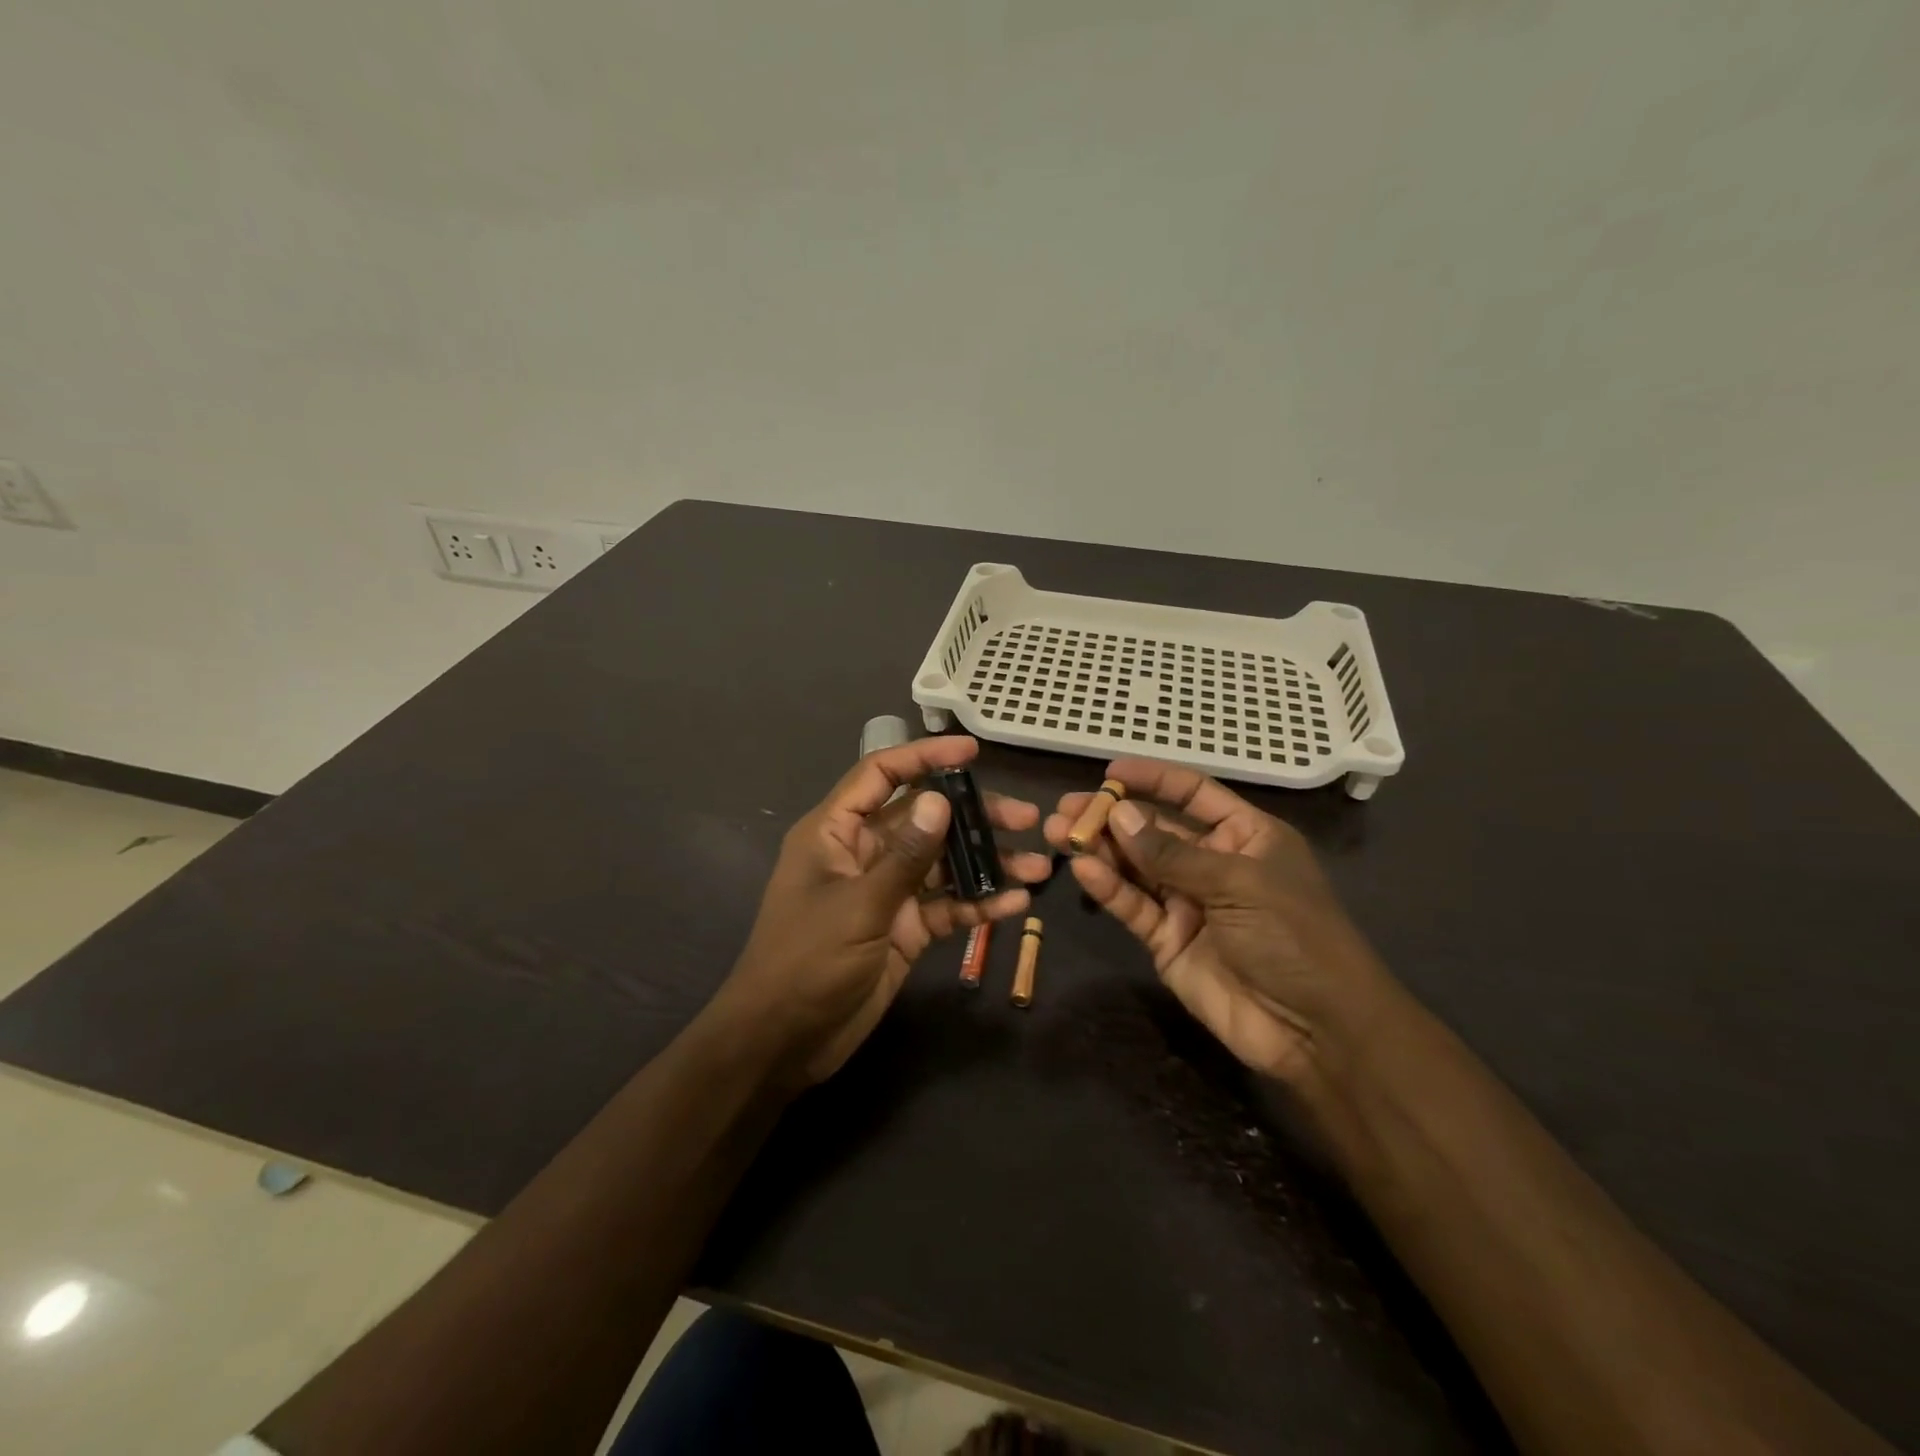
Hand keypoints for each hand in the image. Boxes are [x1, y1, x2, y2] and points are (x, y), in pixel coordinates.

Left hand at [723, 735, 1050, 1084]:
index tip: (972, 751)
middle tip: (1026, 818)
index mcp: (836, 832)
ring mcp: (886, 893)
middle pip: (924, 819)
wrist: (784, 1042)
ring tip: (1038, 866)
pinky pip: (945, 907)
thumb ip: (904, 856)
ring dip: (987, 863)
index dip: (924, 756)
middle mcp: (864, 854)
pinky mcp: (904, 929)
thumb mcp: (858, 906)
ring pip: (942, 864)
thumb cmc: (807, 962)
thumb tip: (940, 800)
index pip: (881, 775)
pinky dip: (978, 904)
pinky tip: (1015, 904)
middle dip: (974, 817)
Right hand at [1045, 759, 1390, 1083]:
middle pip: (1154, 830)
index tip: (1110, 772)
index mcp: (1245, 836)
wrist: (1316, 1030)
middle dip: (1111, 817)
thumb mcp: (1238, 883)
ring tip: (1058, 832)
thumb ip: (1172, 854)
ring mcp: (1188, 903)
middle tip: (1066, 808)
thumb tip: (1118, 814)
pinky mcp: (1167, 940)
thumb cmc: (1294, 937)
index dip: (1154, 779)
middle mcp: (1213, 863)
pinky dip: (1107, 888)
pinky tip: (1083, 868)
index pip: (1193, 794)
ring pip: (1136, 867)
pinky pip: (1133, 906)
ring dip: (1099, 849)